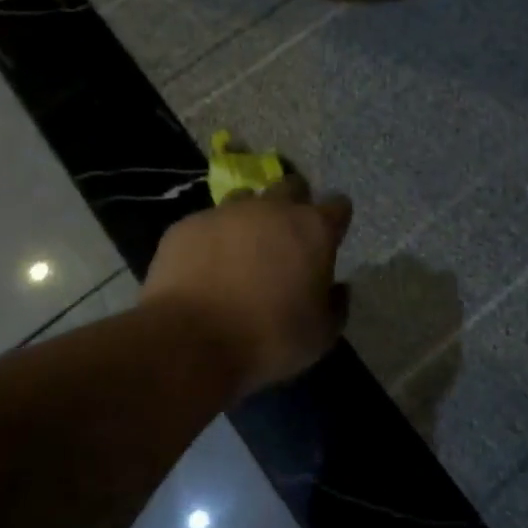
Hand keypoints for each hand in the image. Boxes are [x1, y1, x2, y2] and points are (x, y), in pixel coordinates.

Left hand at [143, 176, 352, 398]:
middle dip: (295, 204)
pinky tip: (205, 267)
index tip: (329, 240)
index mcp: (313, 229)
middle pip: (292, 186)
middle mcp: (273, 208)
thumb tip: (337, 288)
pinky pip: (208, 223)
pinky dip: (213, 239)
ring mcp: (227, 211)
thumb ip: (336, 305)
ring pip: (247, 198)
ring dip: (251, 217)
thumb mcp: (320, 336)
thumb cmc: (269, 338)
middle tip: (288, 238)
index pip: (338, 205)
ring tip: (243, 250)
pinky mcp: (189, 224)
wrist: (191, 340)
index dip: (335, 220)